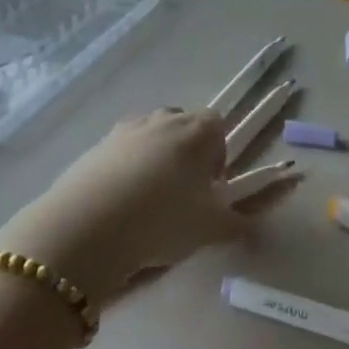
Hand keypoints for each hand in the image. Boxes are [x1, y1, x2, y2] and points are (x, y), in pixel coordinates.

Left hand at [0, 109, 277, 305]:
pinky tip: (118, 205)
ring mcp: (125, 130)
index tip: (209, 188)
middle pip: (183, 126)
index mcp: (198, 131)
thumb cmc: (163, 220)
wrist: (87, 228)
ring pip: (150, 136)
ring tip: (148, 200)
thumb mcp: (211, 228)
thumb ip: (242, 222)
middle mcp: (163, 120)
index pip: (218, 126)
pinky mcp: (94, 148)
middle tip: (182, 194)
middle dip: (187, 153)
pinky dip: (124, 170)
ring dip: (154, 158)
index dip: (218, 155)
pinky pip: (119, 152)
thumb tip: (261, 225)